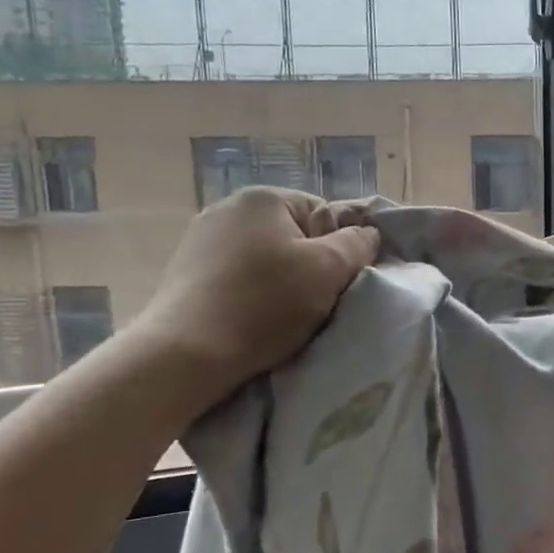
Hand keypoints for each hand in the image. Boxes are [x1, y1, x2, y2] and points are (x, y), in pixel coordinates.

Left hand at [131, 187, 378, 404]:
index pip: (324, 214)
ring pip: (266, 259)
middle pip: (294, 236)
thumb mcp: (328, 269)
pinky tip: (252, 320)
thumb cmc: (265, 304)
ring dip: (281, 283)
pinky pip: (238, 277)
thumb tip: (368, 234)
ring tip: (282, 317)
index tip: (336, 282)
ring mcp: (201, 240)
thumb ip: (357, 244)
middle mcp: (228, 208)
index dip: (339, 248)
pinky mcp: (186, 273)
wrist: (186, 354)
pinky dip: (252, 295)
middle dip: (309, 266)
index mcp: (263, 198)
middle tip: (315, 302)